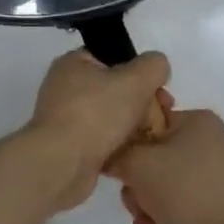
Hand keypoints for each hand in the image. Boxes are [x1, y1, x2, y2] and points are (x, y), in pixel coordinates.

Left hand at [22, 50, 170, 212]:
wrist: (62, 164)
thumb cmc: (97, 113)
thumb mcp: (135, 80)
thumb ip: (153, 66)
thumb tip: (157, 67)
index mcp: (73, 63)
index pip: (113, 59)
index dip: (140, 72)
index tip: (160, 91)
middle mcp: (65, 87)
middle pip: (114, 89)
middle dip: (142, 103)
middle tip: (161, 118)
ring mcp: (65, 118)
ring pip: (110, 117)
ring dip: (133, 126)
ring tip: (151, 137)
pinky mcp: (69, 146)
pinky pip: (101, 140)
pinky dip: (118, 146)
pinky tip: (134, 154)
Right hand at [110, 109, 223, 223]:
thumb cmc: (191, 189)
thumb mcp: (141, 164)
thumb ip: (117, 155)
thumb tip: (109, 157)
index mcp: (194, 122)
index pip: (149, 123)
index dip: (128, 146)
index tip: (119, 170)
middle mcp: (206, 146)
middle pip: (153, 164)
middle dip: (138, 193)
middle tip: (136, 209)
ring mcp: (215, 181)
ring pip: (164, 195)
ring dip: (149, 218)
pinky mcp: (219, 212)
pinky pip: (182, 216)